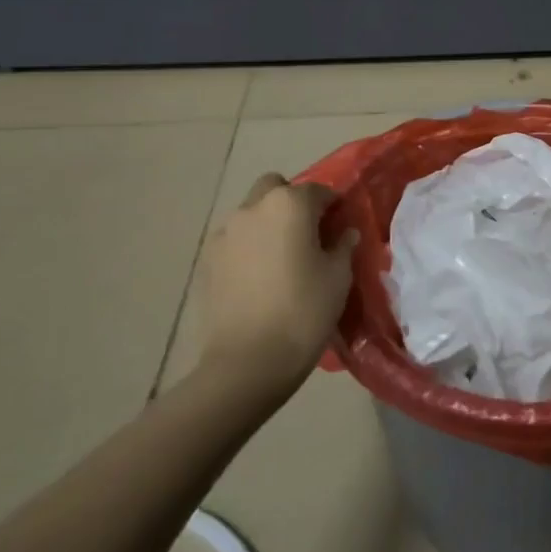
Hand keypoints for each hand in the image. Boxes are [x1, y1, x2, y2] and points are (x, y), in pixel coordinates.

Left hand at [193, 174, 357, 397]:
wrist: (248, 362)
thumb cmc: (304, 312)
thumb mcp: (338, 278)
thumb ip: (342, 247)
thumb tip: (344, 233)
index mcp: (289, 205)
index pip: (318, 191)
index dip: (332, 206)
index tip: (340, 225)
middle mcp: (252, 209)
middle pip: (275, 189)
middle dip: (292, 203)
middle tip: (307, 234)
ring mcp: (224, 234)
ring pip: (251, 213)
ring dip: (268, 224)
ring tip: (281, 259)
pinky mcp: (206, 260)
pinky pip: (234, 241)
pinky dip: (248, 247)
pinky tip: (259, 278)